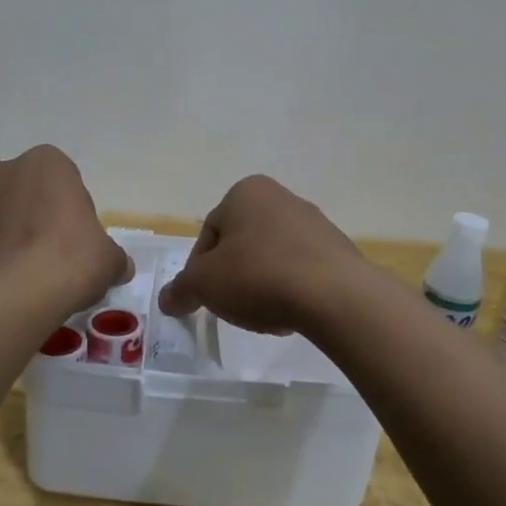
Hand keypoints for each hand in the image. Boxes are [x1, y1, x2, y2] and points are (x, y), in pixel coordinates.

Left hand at [0, 146, 129, 313]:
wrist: (14, 295)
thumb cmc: (71, 261)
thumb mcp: (108, 259)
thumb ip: (112, 256)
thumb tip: (119, 267)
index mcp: (45, 163)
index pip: (59, 177)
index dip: (66, 208)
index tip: (72, 238)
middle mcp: (0, 171)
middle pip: (18, 191)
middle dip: (27, 216)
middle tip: (44, 255)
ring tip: (15, 275)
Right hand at [157, 175, 367, 334]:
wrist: (334, 295)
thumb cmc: (258, 276)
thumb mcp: (204, 284)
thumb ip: (182, 289)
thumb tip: (168, 299)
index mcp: (245, 192)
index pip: (208, 234)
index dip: (199, 271)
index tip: (204, 298)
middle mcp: (281, 197)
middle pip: (241, 245)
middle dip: (233, 277)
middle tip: (232, 306)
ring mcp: (314, 222)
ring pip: (271, 259)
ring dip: (261, 285)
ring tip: (263, 314)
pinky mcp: (337, 250)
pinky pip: (301, 271)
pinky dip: (290, 290)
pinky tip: (290, 314)